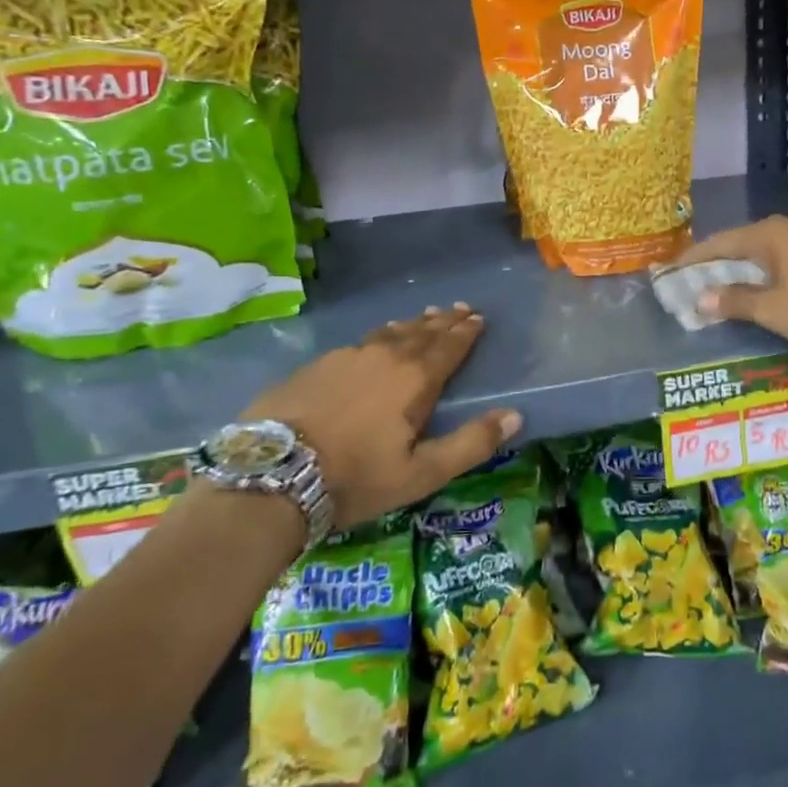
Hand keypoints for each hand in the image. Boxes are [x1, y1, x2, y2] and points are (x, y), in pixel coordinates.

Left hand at [240, 304, 520, 530]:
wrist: (272, 475)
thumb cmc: (356, 478)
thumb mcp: (421, 473)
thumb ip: (471, 444)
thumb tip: (515, 415)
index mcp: (414, 380)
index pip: (449, 347)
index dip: (466, 332)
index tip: (478, 318)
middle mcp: (384, 357)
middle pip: (421, 332)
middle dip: (444, 321)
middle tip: (459, 308)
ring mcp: (345, 357)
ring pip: (388, 333)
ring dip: (412, 325)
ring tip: (424, 317)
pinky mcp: (315, 366)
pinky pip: (359, 343)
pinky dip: (378, 337)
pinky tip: (374, 341)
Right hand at [670, 215, 787, 348]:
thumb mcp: (773, 309)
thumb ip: (736, 301)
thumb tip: (702, 298)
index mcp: (769, 235)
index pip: (719, 243)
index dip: (692, 259)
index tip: (670, 272)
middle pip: (741, 245)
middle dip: (717, 266)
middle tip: (693, 283)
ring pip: (765, 254)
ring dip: (743, 272)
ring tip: (724, 290)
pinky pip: (786, 262)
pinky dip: (767, 276)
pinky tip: (764, 292)